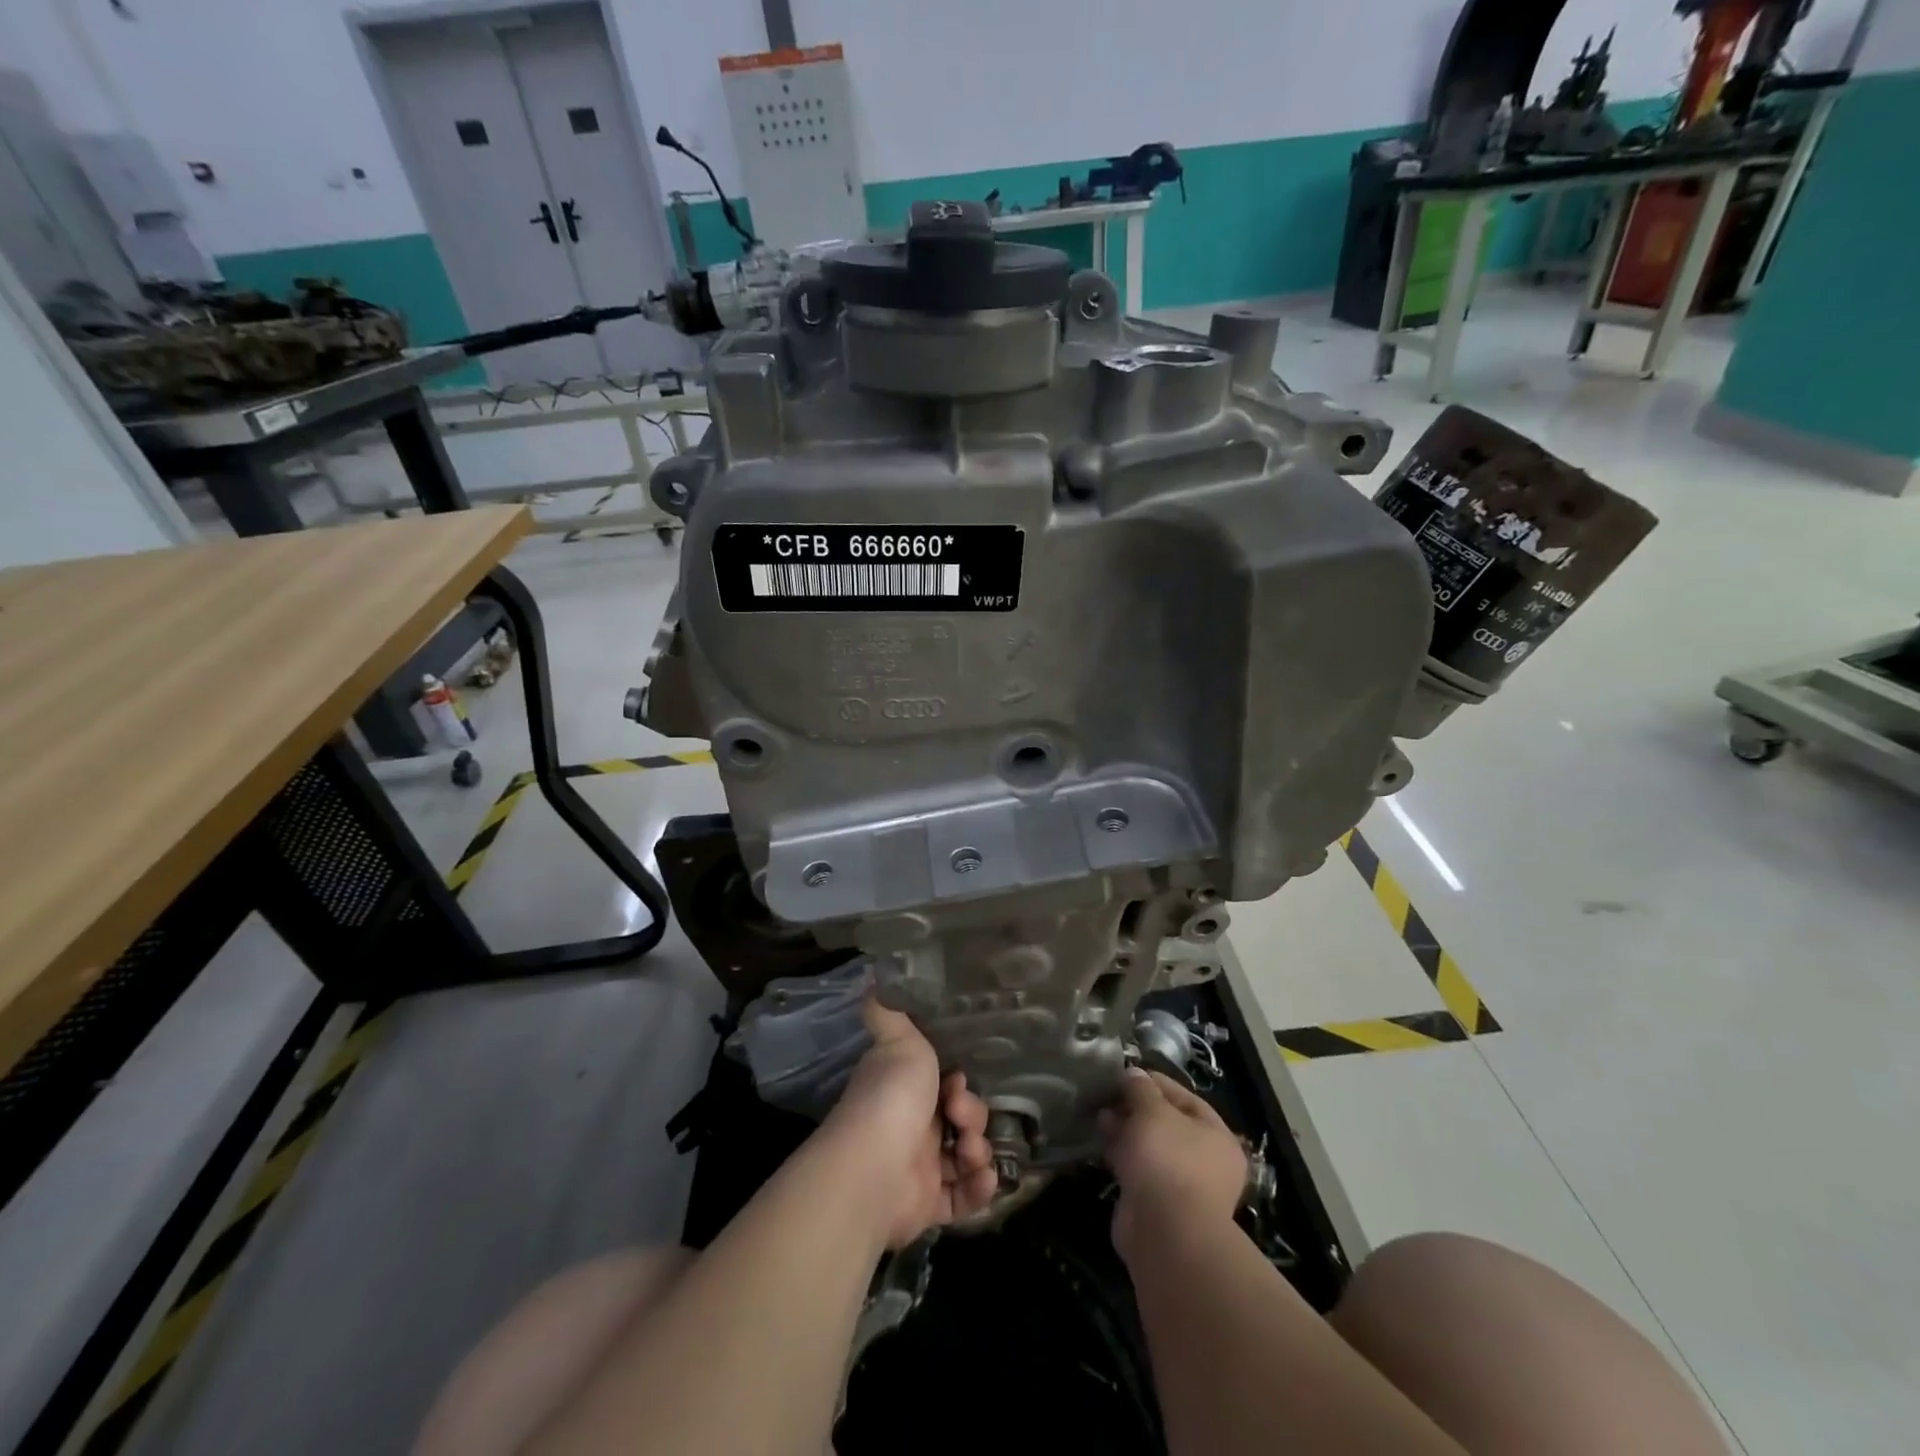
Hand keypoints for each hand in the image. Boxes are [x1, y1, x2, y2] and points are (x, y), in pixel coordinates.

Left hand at [823, 998, 998, 1248]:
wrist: (874, 1169)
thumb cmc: (891, 1098)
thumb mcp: (897, 1040)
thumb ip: (888, 1011)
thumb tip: (872, 976)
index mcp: (905, 1089)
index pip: (946, 1083)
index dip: (960, 1082)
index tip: (958, 1080)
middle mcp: (912, 1126)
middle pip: (961, 1118)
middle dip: (973, 1116)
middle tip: (961, 1118)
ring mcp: (920, 1167)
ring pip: (966, 1156)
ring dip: (979, 1152)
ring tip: (970, 1155)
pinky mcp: (928, 1205)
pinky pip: (964, 1197)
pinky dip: (978, 1188)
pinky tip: (982, 1177)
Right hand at [1100, 1069, 1248, 1260]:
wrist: (1165, 1234)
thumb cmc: (1168, 1160)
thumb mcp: (1152, 1111)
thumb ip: (1141, 1089)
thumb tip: (1133, 1074)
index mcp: (1217, 1136)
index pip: (1185, 1098)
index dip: (1155, 1083)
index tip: (1126, 1074)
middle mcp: (1205, 1161)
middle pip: (1167, 1124)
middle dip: (1136, 1108)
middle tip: (1108, 1096)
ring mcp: (1181, 1185)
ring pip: (1150, 1148)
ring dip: (1125, 1130)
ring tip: (1099, 1116)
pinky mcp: (1157, 1204)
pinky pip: (1138, 1170)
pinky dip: (1121, 1155)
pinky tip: (1101, 1142)